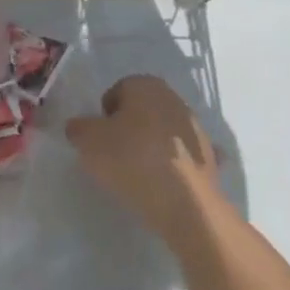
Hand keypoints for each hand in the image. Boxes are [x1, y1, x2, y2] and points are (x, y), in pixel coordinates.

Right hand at [64, 75, 234, 251]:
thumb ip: (78, 128)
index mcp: (146, 86)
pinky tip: (164, 181)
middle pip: (143, 109)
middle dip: (128, 127)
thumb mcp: (88, 141)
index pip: (118, 90)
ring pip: (164, 132)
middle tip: (112, 153)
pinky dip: (174, 164)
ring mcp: (197, 129)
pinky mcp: (210, 158)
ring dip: (151, 145)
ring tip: (136, 172)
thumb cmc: (130, 159)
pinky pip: (183, 157)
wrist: (184, 202)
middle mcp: (175, 100)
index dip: (103, 113)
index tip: (98, 137)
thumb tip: (80, 127)